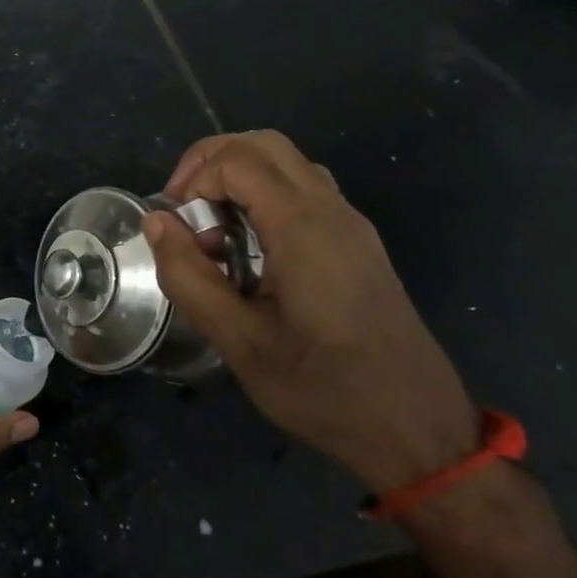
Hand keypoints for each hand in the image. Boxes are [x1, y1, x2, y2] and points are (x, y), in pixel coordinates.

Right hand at [144, 131, 478, 494]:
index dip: (193, 177)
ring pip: (288, 164)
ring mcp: (352, 226)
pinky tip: (251, 250)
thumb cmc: (322, 389)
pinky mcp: (360, 245)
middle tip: (185, 208)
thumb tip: (157, 222)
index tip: (175, 225)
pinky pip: (306, 191)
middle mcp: (332, 211)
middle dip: (212, 162)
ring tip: (214, 230)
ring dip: (240, 178)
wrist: (418, 432)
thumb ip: (189, 276)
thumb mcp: (239, 342)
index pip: (238, 159)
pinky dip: (265, 197)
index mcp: (303, 227)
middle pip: (264, 144)